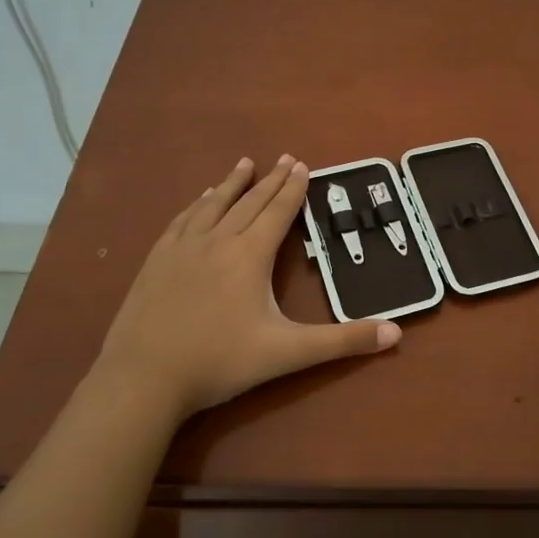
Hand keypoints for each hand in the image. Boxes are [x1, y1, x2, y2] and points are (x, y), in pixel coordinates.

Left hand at [91, 154, 400, 421]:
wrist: (142, 379)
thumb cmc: (219, 363)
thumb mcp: (288, 353)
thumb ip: (342, 342)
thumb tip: (396, 333)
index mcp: (250, 255)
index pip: (278, 212)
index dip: (293, 188)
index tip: (302, 164)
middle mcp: (217, 241)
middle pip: (250, 202)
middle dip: (271, 180)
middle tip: (286, 158)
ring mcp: (183, 249)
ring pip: (213, 205)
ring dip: (232, 183)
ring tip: (244, 164)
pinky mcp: (156, 261)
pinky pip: (182, 220)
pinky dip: (197, 204)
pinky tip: (200, 201)